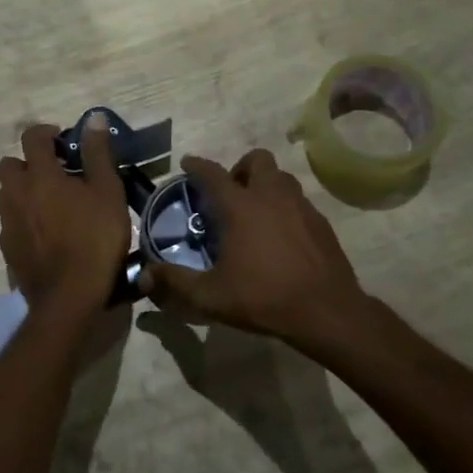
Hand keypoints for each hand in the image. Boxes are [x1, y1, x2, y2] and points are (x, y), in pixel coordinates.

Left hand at [0, 118, 131, 311]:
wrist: (69, 296)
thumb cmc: (94, 239)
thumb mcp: (108, 192)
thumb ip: (97, 153)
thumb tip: (92, 118)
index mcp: (40, 175)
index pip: (32, 137)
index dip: (47, 132)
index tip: (64, 140)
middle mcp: (16, 193)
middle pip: (10, 165)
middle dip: (28, 163)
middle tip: (55, 175)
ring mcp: (7, 222)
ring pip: (7, 195)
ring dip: (23, 191)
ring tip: (50, 205)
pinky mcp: (7, 248)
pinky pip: (10, 223)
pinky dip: (23, 220)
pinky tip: (45, 234)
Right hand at [139, 149, 368, 345]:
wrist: (327, 312)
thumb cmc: (263, 298)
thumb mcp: (210, 296)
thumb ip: (176, 282)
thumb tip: (146, 277)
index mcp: (241, 207)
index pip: (212, 173)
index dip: (197, 165)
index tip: (188, 164)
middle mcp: (271, 196)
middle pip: (256, 159)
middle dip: (240, 168)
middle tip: (230, 193)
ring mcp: (301, 207)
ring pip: (281, 177)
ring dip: (265, 184)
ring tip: (255, 212)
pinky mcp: (321, 222)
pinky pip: (299, 201)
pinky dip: (285, 206)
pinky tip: (280, 235)